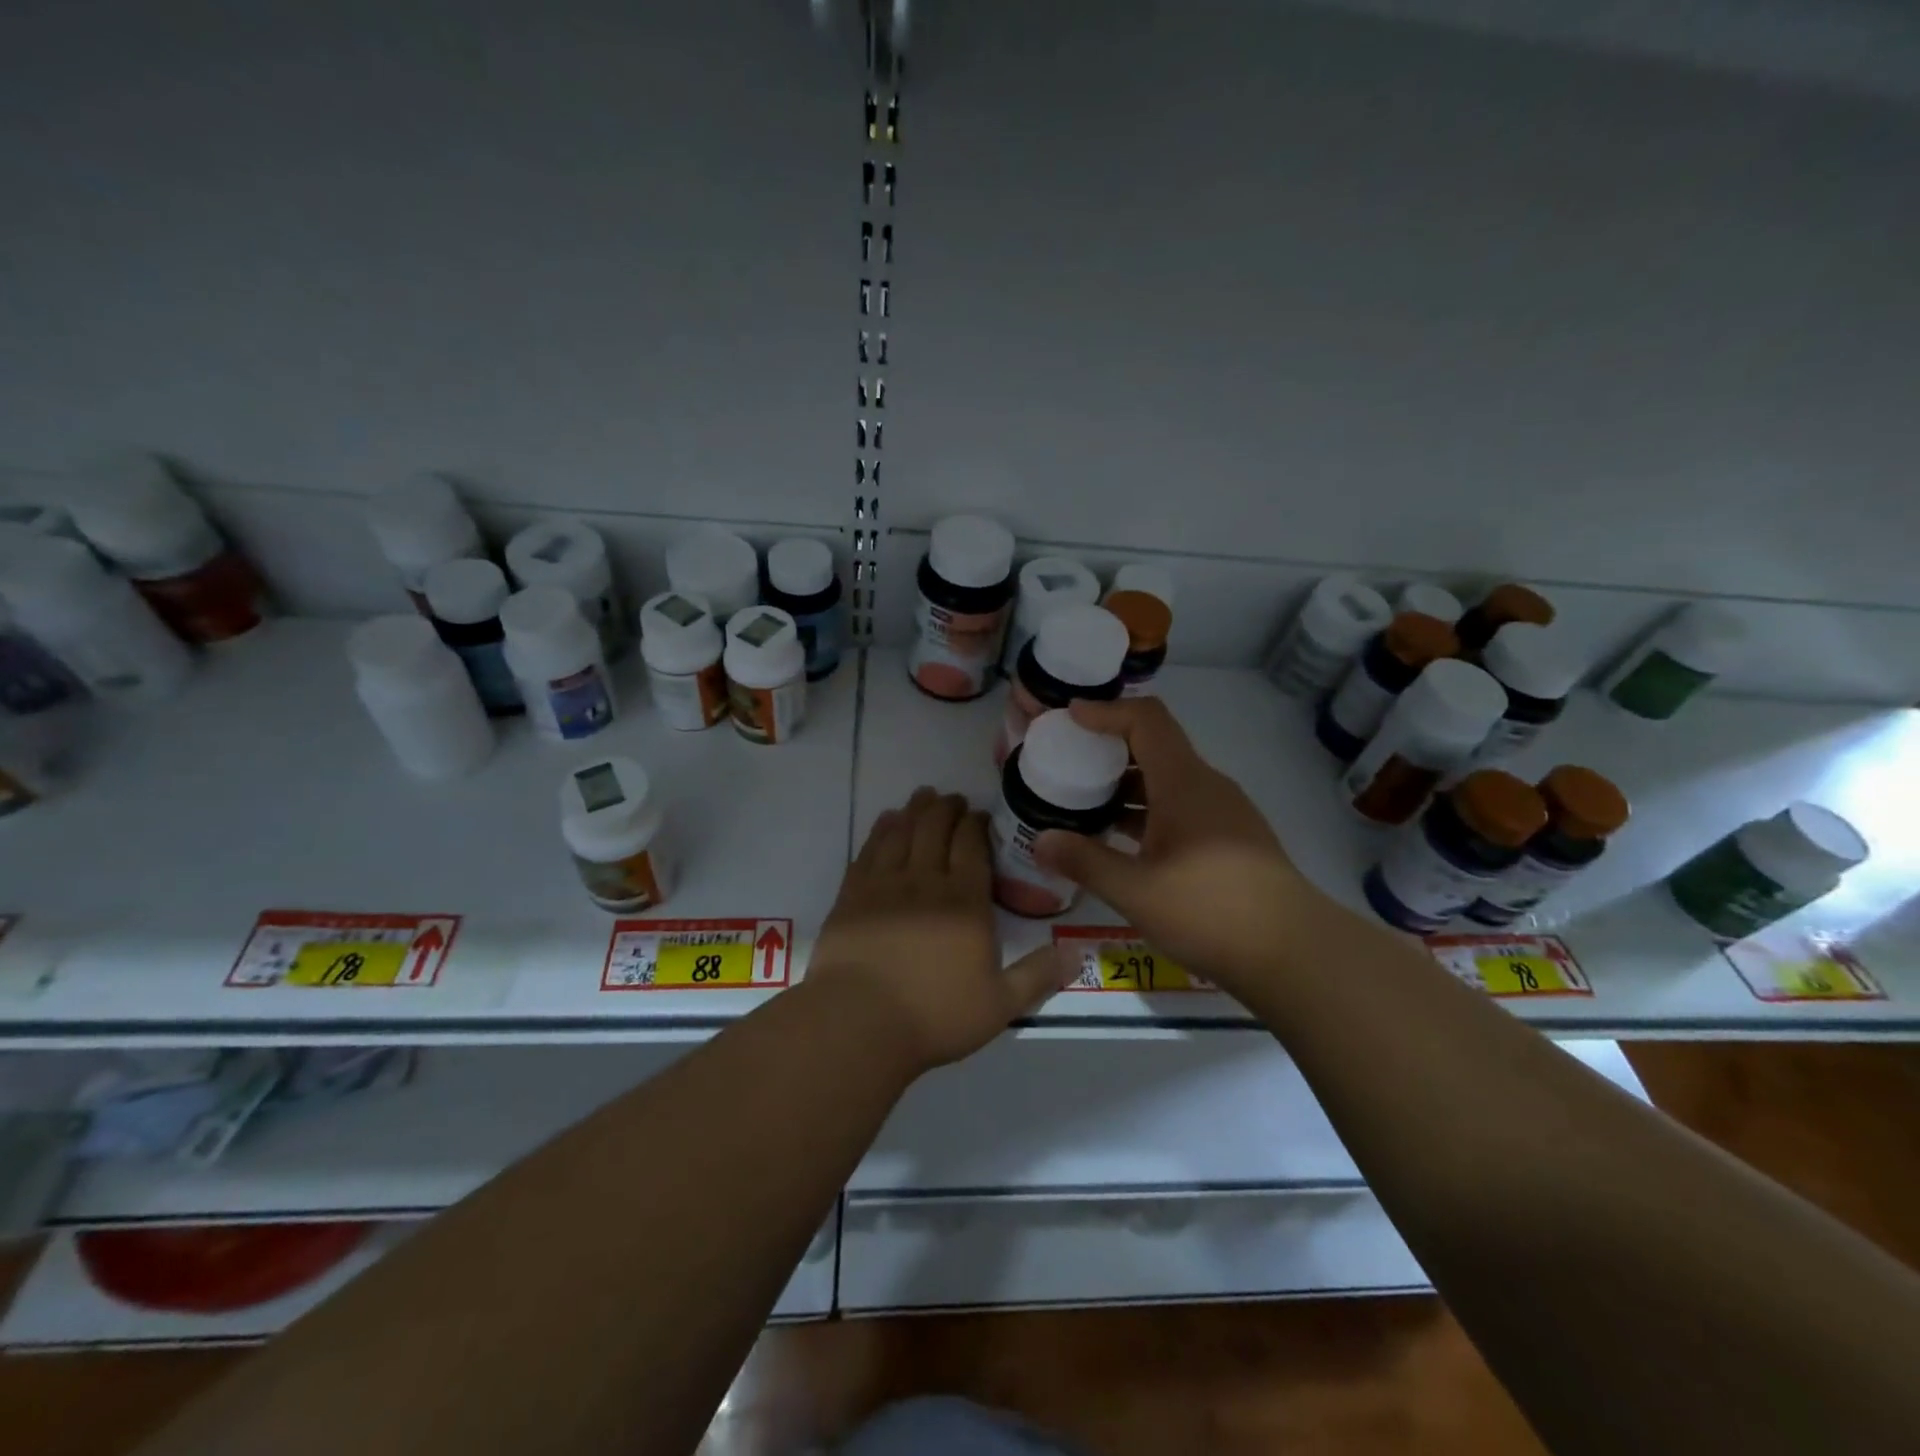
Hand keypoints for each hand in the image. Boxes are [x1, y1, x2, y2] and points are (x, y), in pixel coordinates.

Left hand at [808, 788, 1072, 1071]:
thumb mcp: (1000, 1005)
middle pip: (936, 828)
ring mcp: (884, 885)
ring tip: (923, 796)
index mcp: (965, 902)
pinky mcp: (852, 895)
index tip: (979, 814)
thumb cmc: (934, 1016)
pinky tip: (886, 821)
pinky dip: (881, 830)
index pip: (972, 845)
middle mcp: (925, 882)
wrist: (858, 1023)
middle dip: (946, 808)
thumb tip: (1078, 953)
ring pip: (902, 832)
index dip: (976, 823)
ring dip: (915, 810)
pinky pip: (869, 850)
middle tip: (952, 799)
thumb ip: (1038, 975)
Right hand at [1034, 697, 1318, 995]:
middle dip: (1109, 749)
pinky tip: (1123, 842)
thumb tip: (1039, 840)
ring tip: (1084, 804)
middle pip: (1155, 746)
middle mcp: (1206, 786)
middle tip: (1067, 763)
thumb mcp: (1135, 890)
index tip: (1069, 719)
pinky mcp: (1230, 839)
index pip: (1145, 720)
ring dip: (1126, 785)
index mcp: (1184, 782)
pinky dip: (1147, 811)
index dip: (1106, 711)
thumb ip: (1084, 861)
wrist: (1294, 953)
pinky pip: (1180, 807)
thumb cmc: (1210, 911)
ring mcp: (1223, 813)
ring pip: (1167, 781)